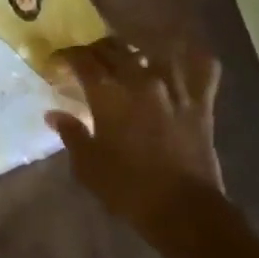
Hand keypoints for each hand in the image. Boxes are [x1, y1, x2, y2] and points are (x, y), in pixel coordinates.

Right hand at [46, 39, 225, 240]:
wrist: (183, 209)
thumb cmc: (128, 189)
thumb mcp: (88, 166)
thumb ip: (72, 134)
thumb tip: (54, 114)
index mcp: (108, 94)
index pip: (82, 60)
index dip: (67, 56)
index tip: (58, 62)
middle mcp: (141, 80)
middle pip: (114, 49)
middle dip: (96, 50)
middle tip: (87, 61)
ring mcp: (174, 87)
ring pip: (154, 49)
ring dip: (137, 48)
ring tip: (129, 55)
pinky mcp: (201, 101)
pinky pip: (203, 67)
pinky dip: (194, 57)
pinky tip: (184, 57)